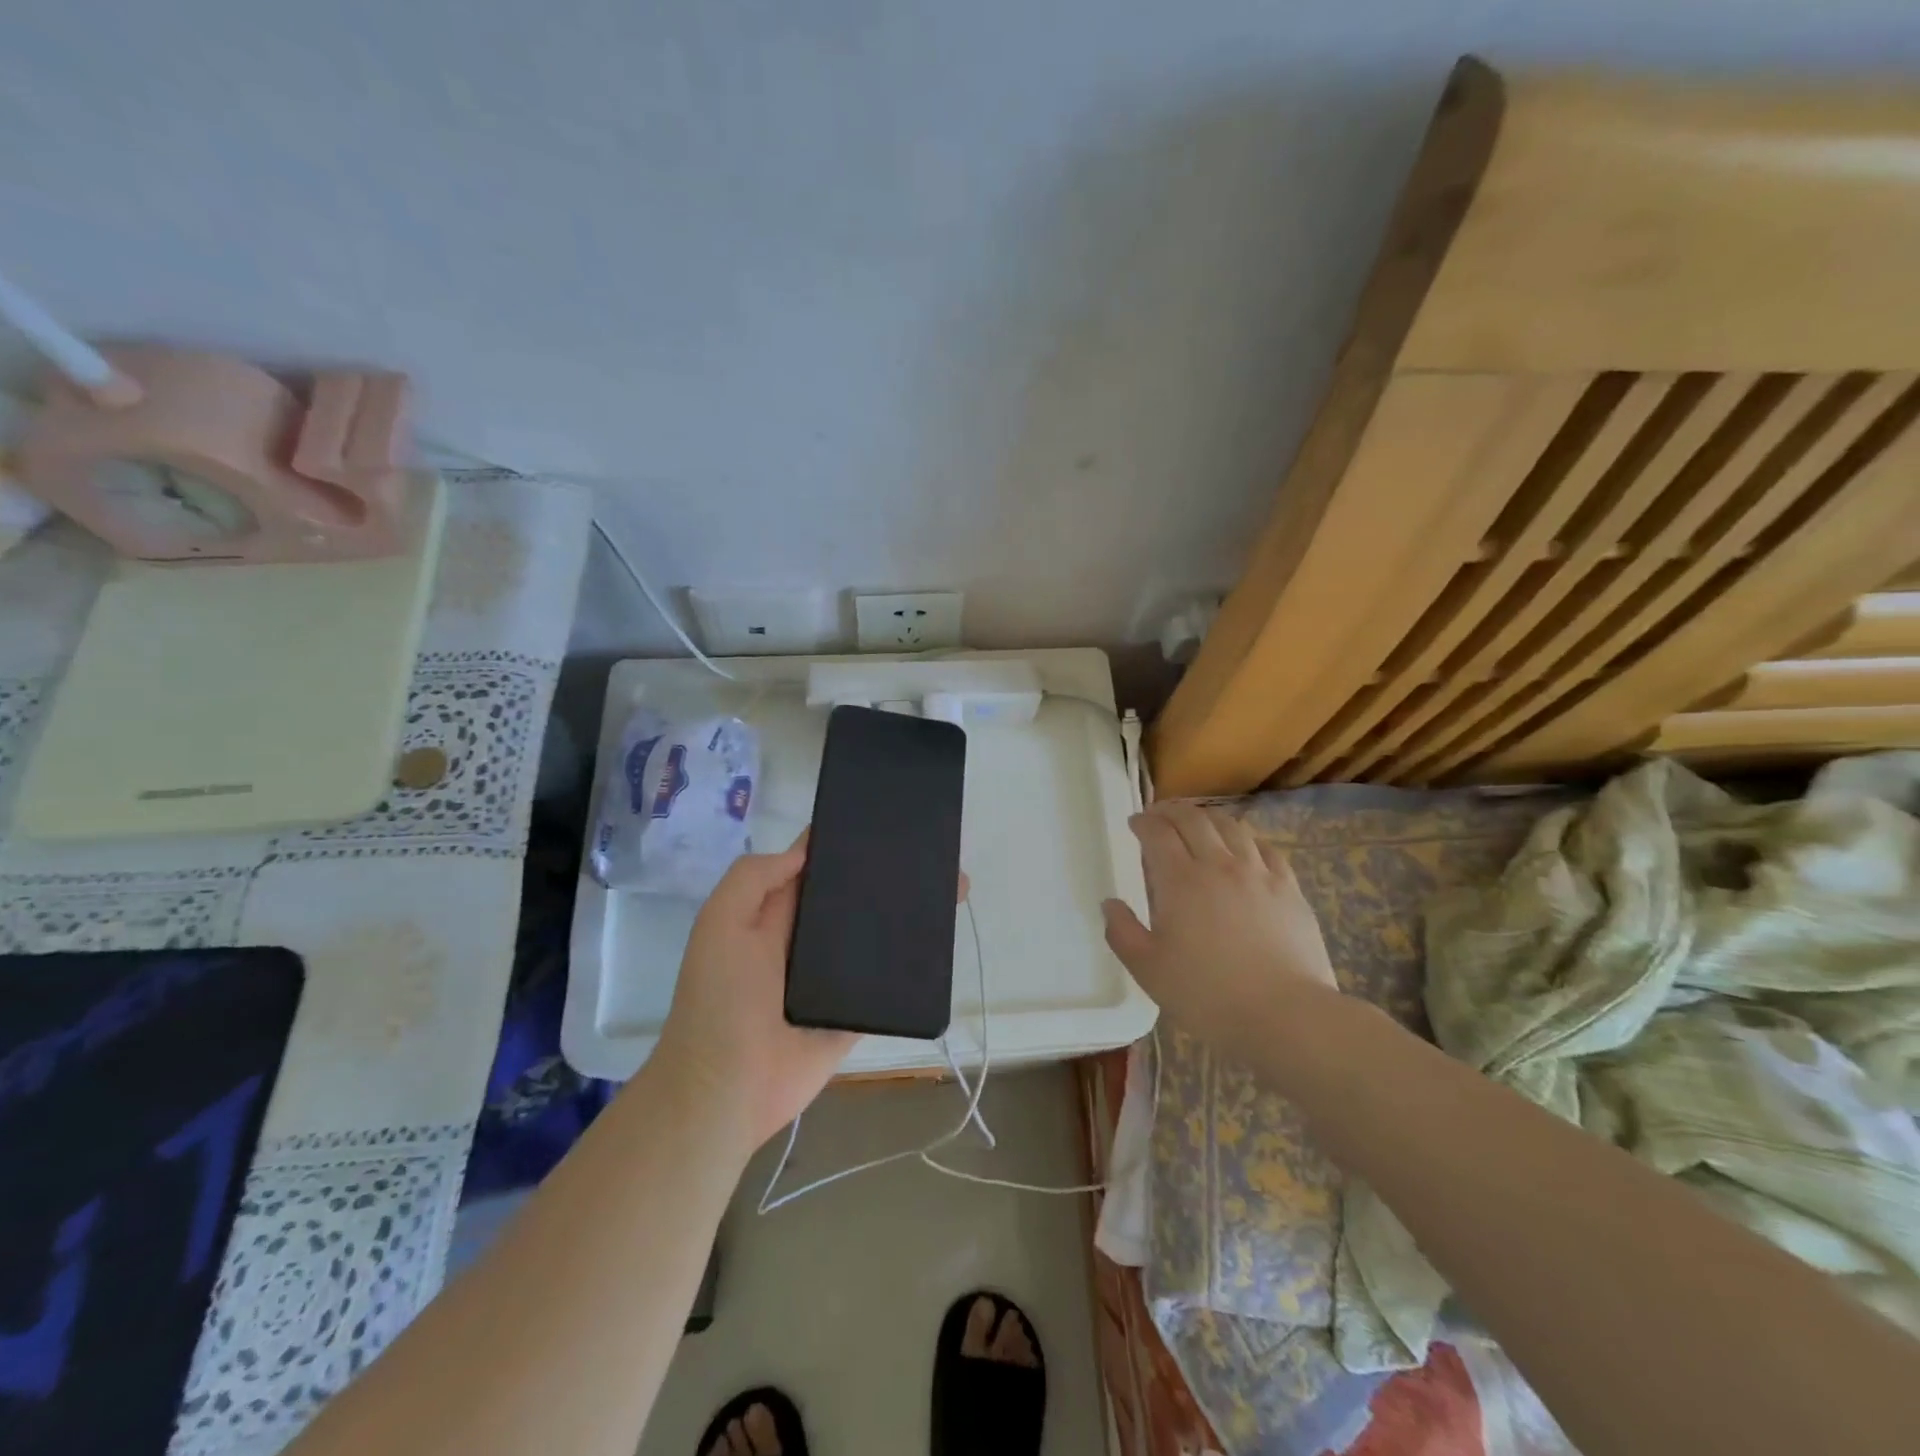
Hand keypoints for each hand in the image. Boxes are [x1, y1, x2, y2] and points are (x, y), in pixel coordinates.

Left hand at [652, 830, 969, 1147]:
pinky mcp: (855, 1014)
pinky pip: (889, 984)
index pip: (813, 866)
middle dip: (886, 876)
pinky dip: (913, 966)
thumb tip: (805, 850)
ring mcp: (834, 979)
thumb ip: (754, 879)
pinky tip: (945, 941)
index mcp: (775, 914)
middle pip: (852, 899)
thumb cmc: (720, 999)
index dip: (842, 841)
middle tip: (934, 852)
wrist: (726, 1091)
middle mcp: (807, 941)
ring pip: (877, 938)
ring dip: (907, 916)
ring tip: (951, 888)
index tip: (885, 819)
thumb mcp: (720, 924)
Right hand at [1101, 801, 1338, 1053]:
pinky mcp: (1289, 888)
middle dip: (1172, 810)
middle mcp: (1219, 865)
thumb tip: (1110, 904)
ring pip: (1232, 826)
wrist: (1286, 1015)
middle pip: (1193, 820)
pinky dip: (1247, 837)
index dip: (1143, 822)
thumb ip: (1122, 933)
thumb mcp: (1149, 970)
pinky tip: (1244, 845)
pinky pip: (1266, 848)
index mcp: (1180, 881)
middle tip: (1160, 815)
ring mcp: (1258, 873)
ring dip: (1208, 818)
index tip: (1135, 823)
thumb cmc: (1208, 995)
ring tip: (1199, 823)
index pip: (1158, 833)